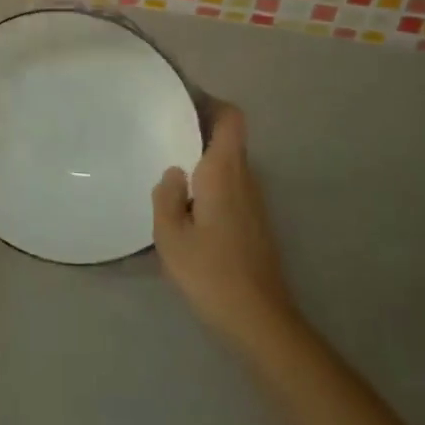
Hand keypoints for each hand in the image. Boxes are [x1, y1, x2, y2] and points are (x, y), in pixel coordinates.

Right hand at [152, 103, 301, 352]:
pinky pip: (232, 187)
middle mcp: (245, 178)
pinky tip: (188, 208)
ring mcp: (255, 202)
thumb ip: (166, 196)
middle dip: (199, 130)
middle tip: (163, 135)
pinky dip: (211, 184)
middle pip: (228, 138)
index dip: (210, 103)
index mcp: (225, 171)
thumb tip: (173, 173)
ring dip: (204, 160)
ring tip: (170, 169)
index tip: (182, 104)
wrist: (261, 321)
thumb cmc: (212, 273)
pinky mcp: (256, 224)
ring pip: (229, 164)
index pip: (231, 118)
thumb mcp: (171, 237)